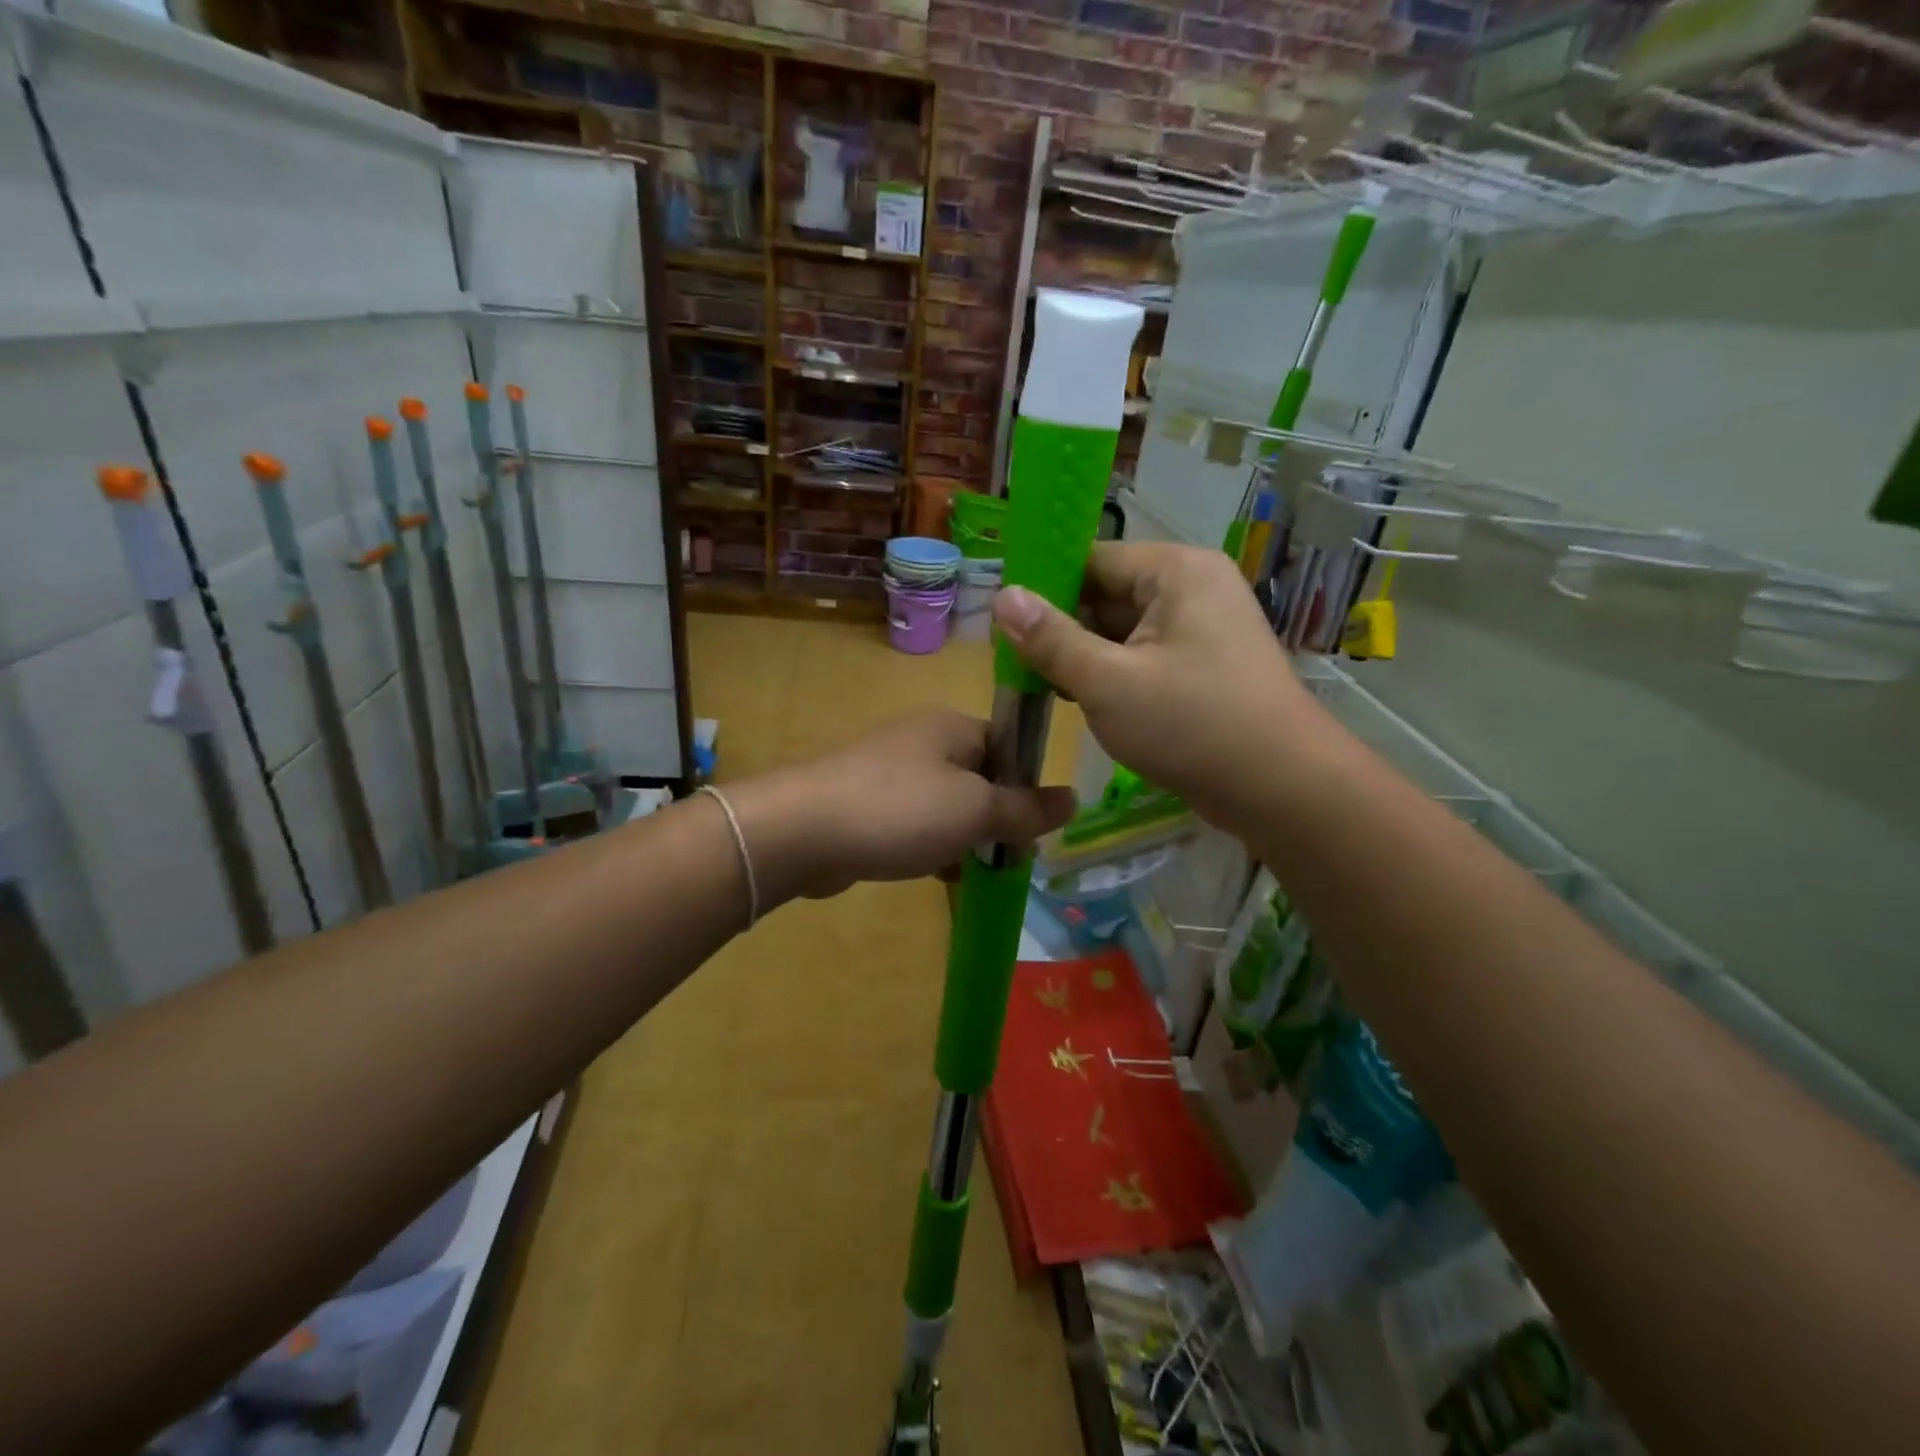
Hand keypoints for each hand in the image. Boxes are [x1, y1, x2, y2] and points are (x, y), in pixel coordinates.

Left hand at [729, 710, 1075, 903]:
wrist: (803, 831)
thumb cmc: (901, 810)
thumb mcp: (976, 810)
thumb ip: (1026, 808)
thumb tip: (1074, 798)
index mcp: (953, 727)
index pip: (1010, 746)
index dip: (1029, 784)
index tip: (1037, 827)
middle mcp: (923, 742)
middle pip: (980, 778)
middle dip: (997, 818)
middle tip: (1011, 857)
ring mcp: (890, 773)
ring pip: (947, 805)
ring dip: (965, 837)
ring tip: (978, 871)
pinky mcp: (866, 805)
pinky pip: (914, 823)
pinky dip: (930, 846)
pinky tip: (939, 875)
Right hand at [991, 542, 1321, 834]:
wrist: (1281, 789)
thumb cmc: (1191, 725)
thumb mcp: (1107, 682)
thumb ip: (1051, 639)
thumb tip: (1003, 597)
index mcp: (1175, 571)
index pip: (1092, 559)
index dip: (1044, 587)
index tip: (1003, 622)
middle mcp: (1192, 588)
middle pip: (1107, 594)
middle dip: (1063, 629)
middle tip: (1014, 663)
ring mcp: (1202, 628)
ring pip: (1123, 630)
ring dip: (1084, 656)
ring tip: (1040, 685)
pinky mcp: (1204, 666)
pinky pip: (1144, 656)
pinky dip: (1113, 674)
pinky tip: (1082, 700)